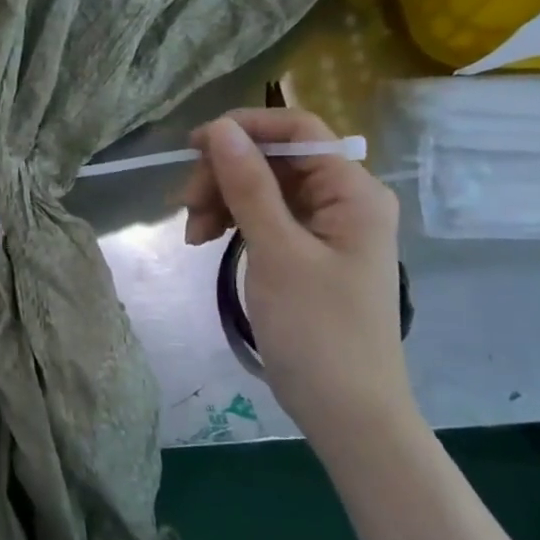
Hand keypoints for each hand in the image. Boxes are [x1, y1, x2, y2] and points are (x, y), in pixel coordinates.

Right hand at [183, 109, 409, 422]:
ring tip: (192, 234)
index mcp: (353, 191)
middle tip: (186, 207)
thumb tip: (220, 128)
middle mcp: (344, 199)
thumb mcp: (276, 252)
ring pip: (263, 187)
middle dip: (225, 174)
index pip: (297, 129)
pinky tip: (206, 240)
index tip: (192, 148)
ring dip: (222, 199)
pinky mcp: (307, 251)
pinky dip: (233, 222)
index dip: (244, 128)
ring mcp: (326, 226)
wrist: (347, 411)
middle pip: (275, 159)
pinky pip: (265, 217)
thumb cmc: (318, 330)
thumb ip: (248, 186)